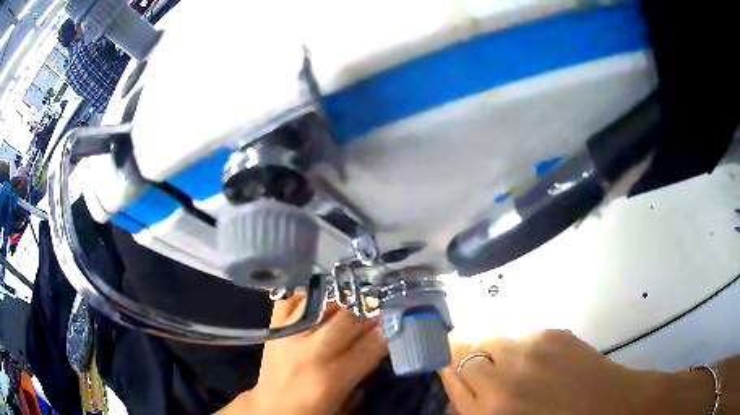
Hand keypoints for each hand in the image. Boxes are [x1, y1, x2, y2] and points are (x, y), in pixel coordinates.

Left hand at [219, 295, 387, 414]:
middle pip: (349, 317)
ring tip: (354, 298)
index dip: (389, 330)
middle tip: (378, 307)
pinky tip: (321, 295)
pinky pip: (292, 298)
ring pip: (323, 302)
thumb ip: (363, 373)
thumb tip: (379, 342)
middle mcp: (312, 351)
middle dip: (369, 309)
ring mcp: (289, 335)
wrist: (271, 408)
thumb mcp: (345, 401)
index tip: (397, 321)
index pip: (372, 344)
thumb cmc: (312, 410)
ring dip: (343, 298)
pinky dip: (309, 293)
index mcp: (333, 377)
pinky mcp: (273, 327)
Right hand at [440, 330, 660, 414]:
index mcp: (490, 411)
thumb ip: (478, 411)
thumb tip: (462, 390)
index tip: (444, 358)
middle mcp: (505, 378)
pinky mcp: (555, 334)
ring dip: (494, 347)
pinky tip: (540, 361)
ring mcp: (532, 351)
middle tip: (475, 358)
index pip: (451, 373)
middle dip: (463, 350)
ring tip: (512, 361)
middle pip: (465, 348)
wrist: (611, 407)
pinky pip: (523, 335)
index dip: (445, 363)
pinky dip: (522, 345)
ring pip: (493, 336)